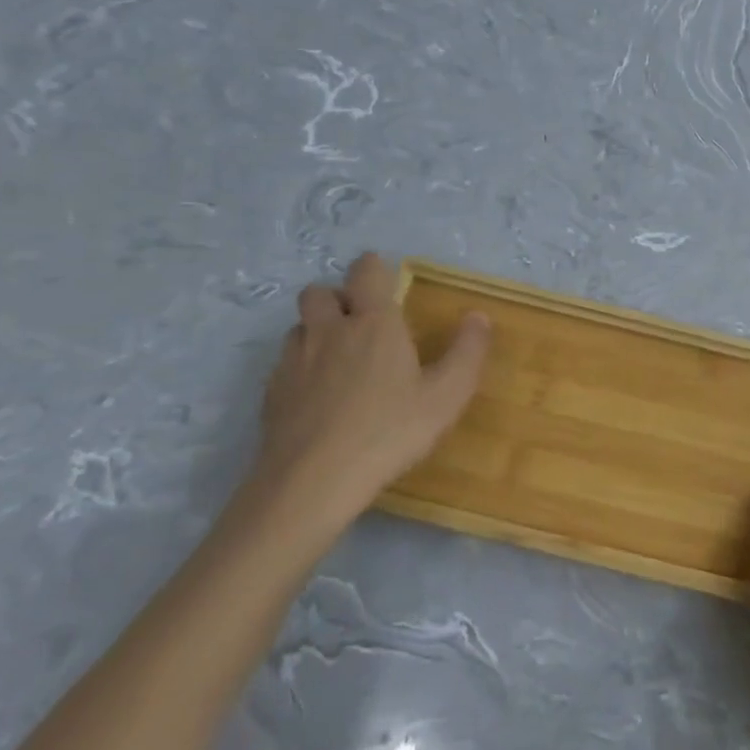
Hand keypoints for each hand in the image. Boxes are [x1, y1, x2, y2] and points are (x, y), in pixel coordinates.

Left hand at [253, 251, 489, 539]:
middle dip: (337, 298)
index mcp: (374, 324)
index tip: (384, 278)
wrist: (312, 482)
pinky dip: (301, 367)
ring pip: (299, 327)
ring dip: (316, 331)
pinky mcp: (271, 392)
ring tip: (338, 359)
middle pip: (319, 292)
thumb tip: (478, 315)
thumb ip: (467, 352)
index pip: (366, 272)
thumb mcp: (446, 396)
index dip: (373, 268)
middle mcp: (329, 331)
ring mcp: (294, 361)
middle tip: (359, 322)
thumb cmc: (389, 432)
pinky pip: (285, 363)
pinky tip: (317, 398)